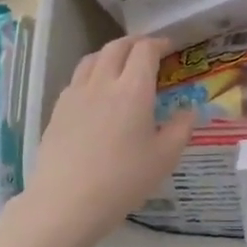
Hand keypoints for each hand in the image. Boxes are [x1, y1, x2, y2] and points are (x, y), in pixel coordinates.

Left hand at [20, 36, 197, 246]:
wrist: (65, 203)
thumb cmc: (122, 180)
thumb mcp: (165, 158)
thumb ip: (181, 128)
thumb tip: (188, 110)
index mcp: (133, 89)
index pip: (145, 50)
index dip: (159, 43)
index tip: (169, 47)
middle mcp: (103, 83)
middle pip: (117, 47)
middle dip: (135, 42)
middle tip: (148, 50)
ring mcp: (76, 94)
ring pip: (92, 58)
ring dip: (110, 53)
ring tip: (120, 64)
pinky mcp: (58, 110)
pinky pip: (77, 78)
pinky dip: (91, 73)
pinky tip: (96, 92)